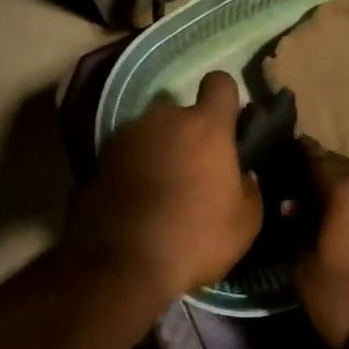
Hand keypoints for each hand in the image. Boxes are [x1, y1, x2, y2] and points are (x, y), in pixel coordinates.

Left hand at [70, 71, 264, 302]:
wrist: (120, 265)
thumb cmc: (195, 238)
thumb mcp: (245, 224)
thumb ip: (250, 189)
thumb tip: (243, 176)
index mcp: (206, 126)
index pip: (220, 83)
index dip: (226, 99)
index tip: (228, 123)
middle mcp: (164, 119)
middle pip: (182, 113)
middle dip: (190, 134)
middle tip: (195, 171)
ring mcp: (127, 136)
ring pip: (152, 133)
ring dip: (160, 151)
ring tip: (162, 190)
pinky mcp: (98, 159)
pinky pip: (126, 155)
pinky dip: (133, 169)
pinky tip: (136, 203)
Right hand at [293, 142, 348, 348]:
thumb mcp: (308, 273)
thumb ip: (297, 232)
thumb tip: (292, 206)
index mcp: (346, 187)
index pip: (315, 156)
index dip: (299, 157)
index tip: (286, 161)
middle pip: (347, 169)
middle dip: (328, 176)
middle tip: (311, 190)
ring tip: (342, 214)